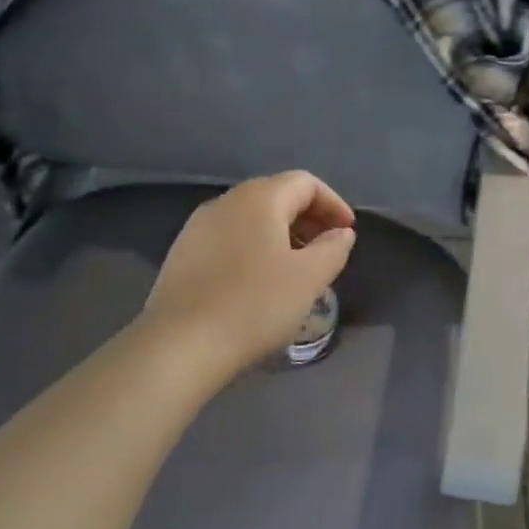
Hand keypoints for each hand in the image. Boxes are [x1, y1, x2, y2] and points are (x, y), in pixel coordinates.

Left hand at [142, 171, 356, 380]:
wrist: (180, 346)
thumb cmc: (255, 305)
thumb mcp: (310, 278)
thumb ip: (333, 248)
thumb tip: (340, 233)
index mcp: (260, 198)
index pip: (306, 183)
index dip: (333, 204)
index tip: (348, 233)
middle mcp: (226, 201)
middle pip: (277, 195)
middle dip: (308, 217)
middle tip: (327, 249)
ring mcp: (198, 226)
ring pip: (251, 217)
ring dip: (281, 233)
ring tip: (296, 267)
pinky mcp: (182, 253)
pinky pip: (229, 236)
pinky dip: (254, 246)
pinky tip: (258, 280)